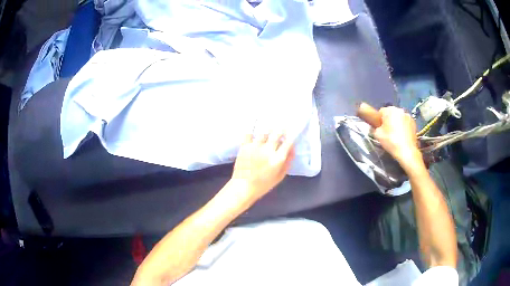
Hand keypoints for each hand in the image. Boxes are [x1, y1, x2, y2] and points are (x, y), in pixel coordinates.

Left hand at [230, 131, 294, 203]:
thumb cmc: (263, 184)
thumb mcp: (280, 176)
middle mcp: (268, 150)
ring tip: (269, 128)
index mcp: (278, 159)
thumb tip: (293, 149)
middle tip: (281, 128)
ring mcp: (255, 147)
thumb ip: (288, 162)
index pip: (288, 142)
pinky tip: (254, 130)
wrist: (243, 187)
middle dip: (281, 129)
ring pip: (264, 132)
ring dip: (268, 129)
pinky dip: (252, 131)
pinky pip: (249, 134)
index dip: (291, 136)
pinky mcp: (245, 146)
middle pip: (277, 133)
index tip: (291, 134)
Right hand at [373, 107, 421, 168]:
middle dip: (389, 120)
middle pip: (391, 113)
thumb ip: (375, 128)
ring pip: (399, 118)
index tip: (380, 128)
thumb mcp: (378, 135)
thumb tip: (376, 127)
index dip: (379, 120)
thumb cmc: (391, 141)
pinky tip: (402, 136)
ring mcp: (408, 116)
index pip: (381, 111)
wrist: (407, 151)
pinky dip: (404, 127)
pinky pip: (406, 122)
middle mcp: (400, 110)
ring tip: (396, 134)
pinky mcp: (414, 123)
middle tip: (387, 131)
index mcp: (390, 110)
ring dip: (397, 123)